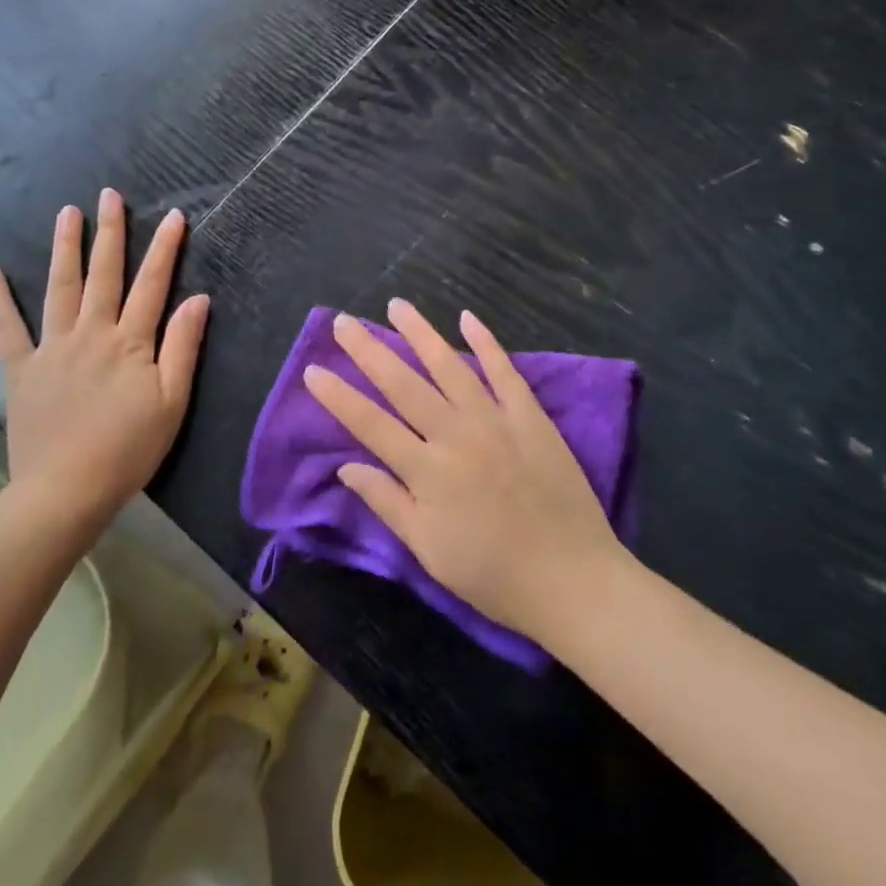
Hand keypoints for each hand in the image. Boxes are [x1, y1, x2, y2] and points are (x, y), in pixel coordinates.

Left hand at [0, 189, 210, 534]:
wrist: (65, 491)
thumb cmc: (128, 448)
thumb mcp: (172, 401)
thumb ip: (183, 346)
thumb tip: (198, 298)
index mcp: (130, 342)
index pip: (152, 284)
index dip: (164, 248)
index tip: (173, 215)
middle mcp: (91, 333)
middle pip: (103, 274)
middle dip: (110, 232)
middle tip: (109, 195)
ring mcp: (52, 348)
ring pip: (60, 287)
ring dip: (65, 247)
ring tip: (66, 212)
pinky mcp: (21, 369)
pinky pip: (7, 328)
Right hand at [304, 299, 624, 645]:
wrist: (572, 579)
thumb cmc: (493, 575)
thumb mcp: (429, 551)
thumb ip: (388, 503)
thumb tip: (346, 467)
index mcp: (427, 471)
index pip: (370, 424)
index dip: (338, 396)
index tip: (313, 369)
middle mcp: (455, 434)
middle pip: (403, 384)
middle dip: (369, 351)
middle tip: (343, 321)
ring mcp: (495, 419)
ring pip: (449, 366)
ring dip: (420, 333)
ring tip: (396, 305)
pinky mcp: (530, 415)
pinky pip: (504, 371)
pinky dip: (486, 342)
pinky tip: (467, 317)